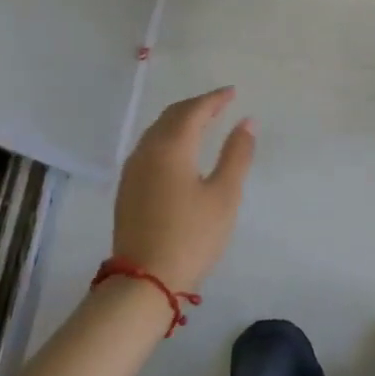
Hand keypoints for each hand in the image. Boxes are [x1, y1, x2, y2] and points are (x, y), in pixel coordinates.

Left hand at [111, 87, 255, 293]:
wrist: (143, 282)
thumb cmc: (191, 236)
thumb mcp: (224, 195)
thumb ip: (237, 154)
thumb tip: (247, 121)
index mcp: (171, 147)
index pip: (194, 110)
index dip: (214, 99)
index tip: (232, 92)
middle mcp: (147, 150)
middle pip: (172, 116)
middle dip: (196, 106)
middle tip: (220, 103)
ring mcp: (133, 170)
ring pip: (157, 131)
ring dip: (180, 120)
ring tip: (202, 121)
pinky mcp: (127, 188)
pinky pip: (149, 147)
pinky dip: (168, 137)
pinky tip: (179, 149)